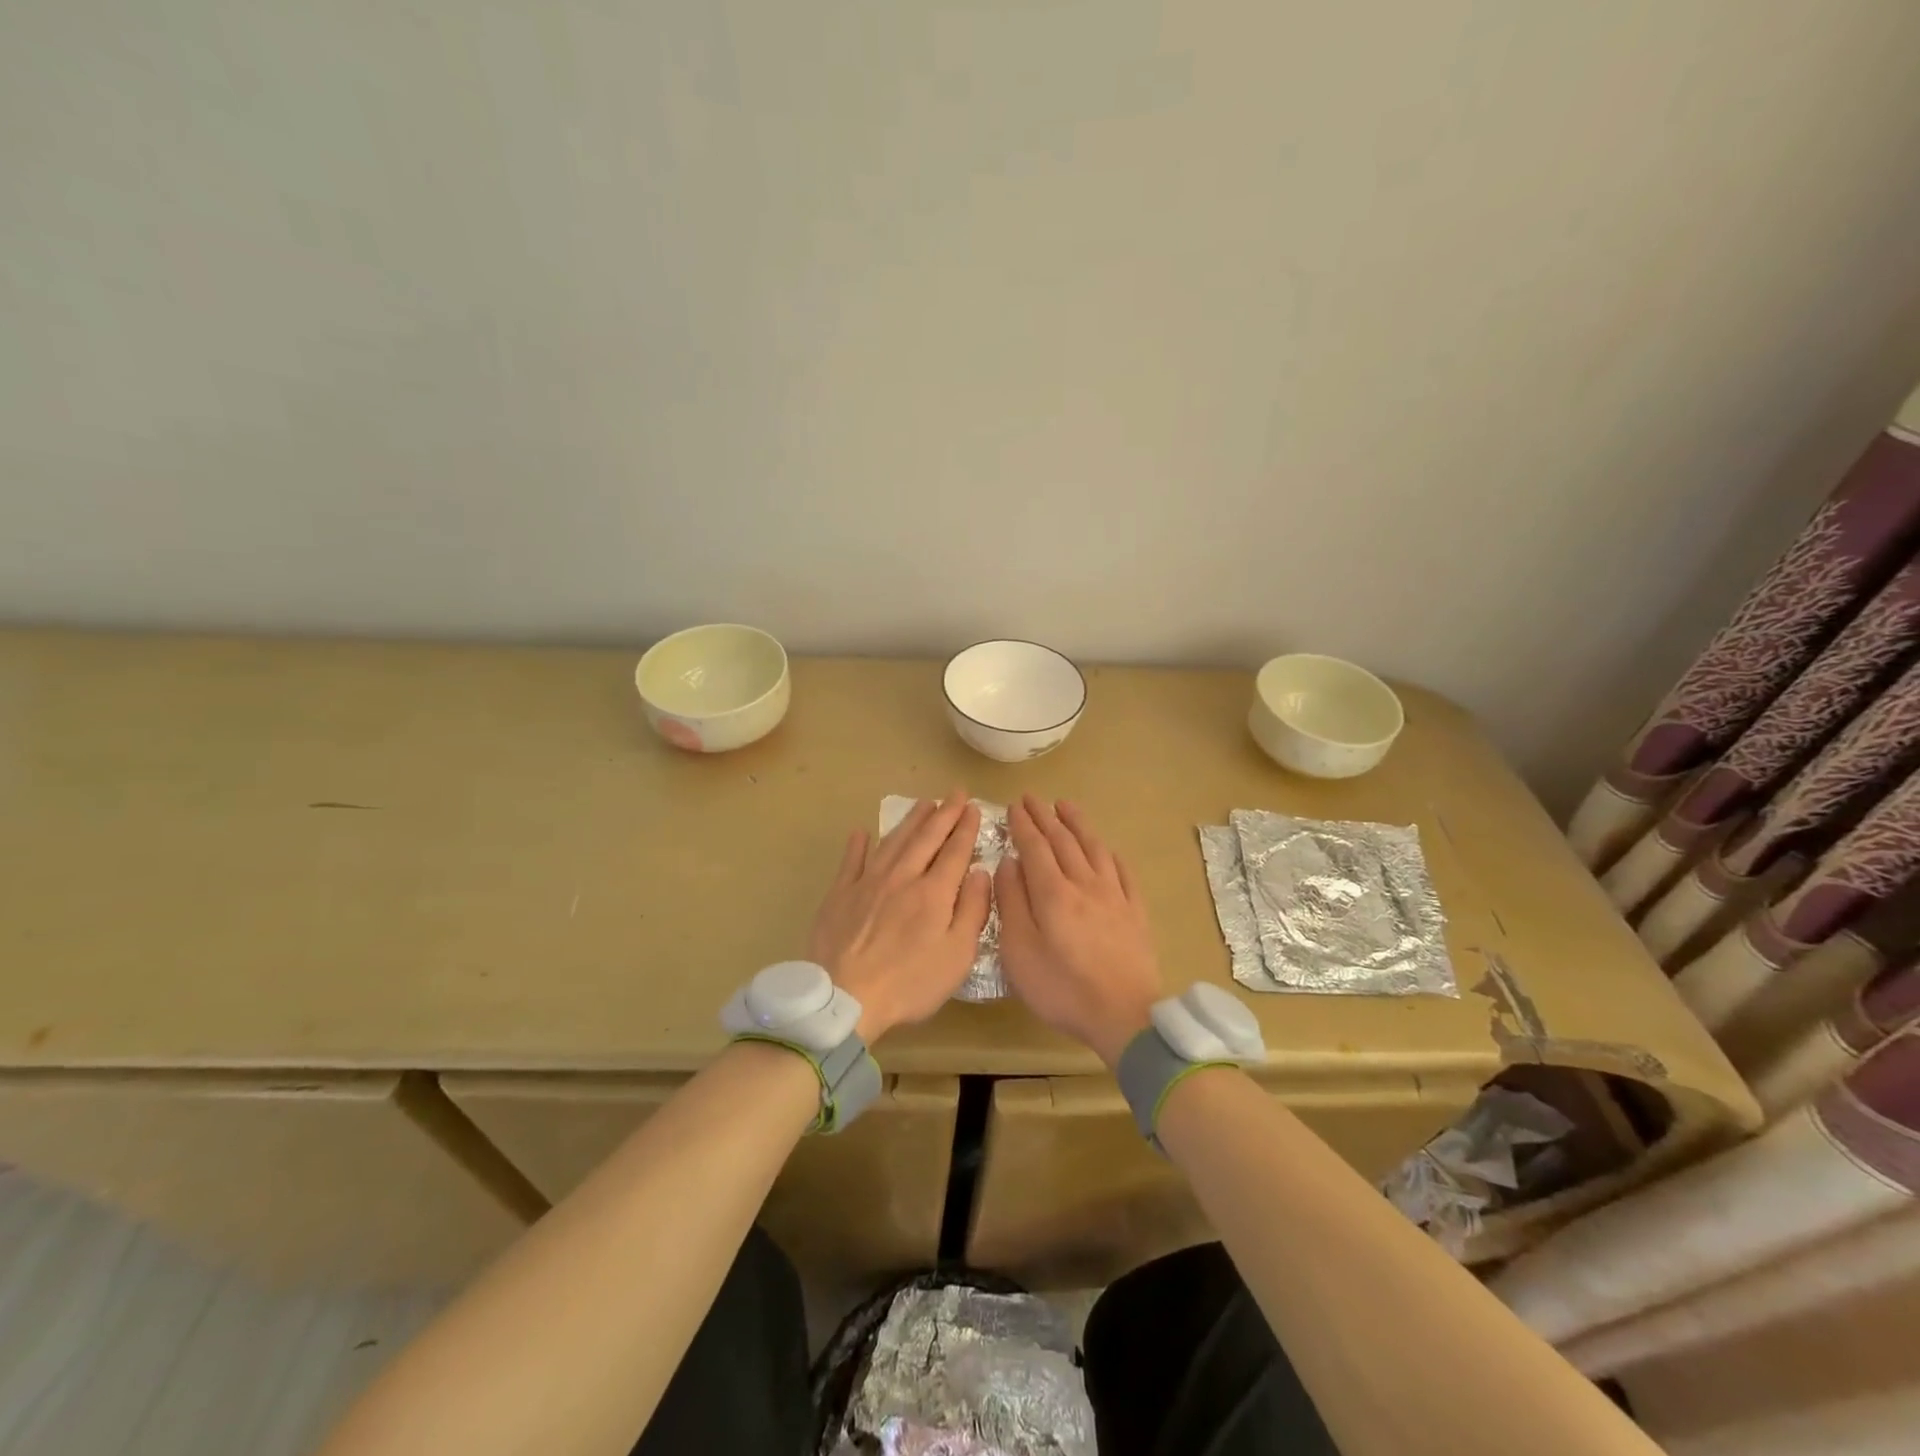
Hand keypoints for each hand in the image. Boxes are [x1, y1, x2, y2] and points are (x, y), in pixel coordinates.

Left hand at [808, 789, 992, 1043]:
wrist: (844, 997)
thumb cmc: (909, 983)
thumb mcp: (957, 956)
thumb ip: (973, 910)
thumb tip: (980, 871)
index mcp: (933, 892)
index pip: (955, 851)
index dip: (966, 827)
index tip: (973, 807)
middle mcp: (902, 877)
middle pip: (926, 838)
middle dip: (944, 813)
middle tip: (955, 793)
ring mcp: (867, 882)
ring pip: (893, 842)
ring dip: (910, 820)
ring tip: (924, 803)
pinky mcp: (840, 894)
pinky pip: (851, 861)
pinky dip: (858, 844)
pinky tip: (862, 832)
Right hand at [996, 795, 1163, 1067]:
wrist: (1124, 1015)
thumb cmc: (1062, 988)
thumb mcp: (1019, 951)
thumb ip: (1012, 903)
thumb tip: (1009, 863)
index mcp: (1052, 893)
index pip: (1035, 847)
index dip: (1023, 825)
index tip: (1014, 806)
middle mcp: (1084, 884)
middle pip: (1063, 841)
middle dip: (1045, 817)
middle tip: (1032, 798)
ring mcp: (1114, 895)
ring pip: (1093, 848)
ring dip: (1077, 824)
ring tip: (1066, 806)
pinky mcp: (1134, 911)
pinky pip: (1122, 871)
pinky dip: (1109, 853)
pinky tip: (1105, 848)